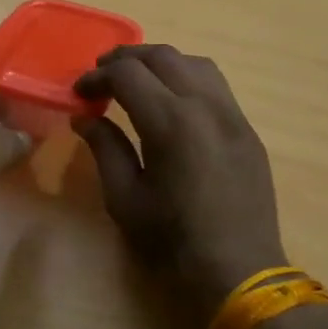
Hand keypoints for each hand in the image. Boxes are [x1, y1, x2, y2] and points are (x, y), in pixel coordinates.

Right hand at [74, 45, 287, 320]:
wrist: (241, 271)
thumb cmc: (173, 241)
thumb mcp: (125, 199)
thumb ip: (105, 148)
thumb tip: (84, 117)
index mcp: (171, 122)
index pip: (127, 74)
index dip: (97, 77)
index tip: (80, 93)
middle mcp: (205, 106)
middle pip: (163, 56)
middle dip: (126, 58)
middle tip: (101, 75)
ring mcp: (233, 115)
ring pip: (195, 63)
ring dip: (160, 63)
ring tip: (138, 82)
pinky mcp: (247, 130)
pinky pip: (216, 86)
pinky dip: (187, 79)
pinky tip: (173, 103)